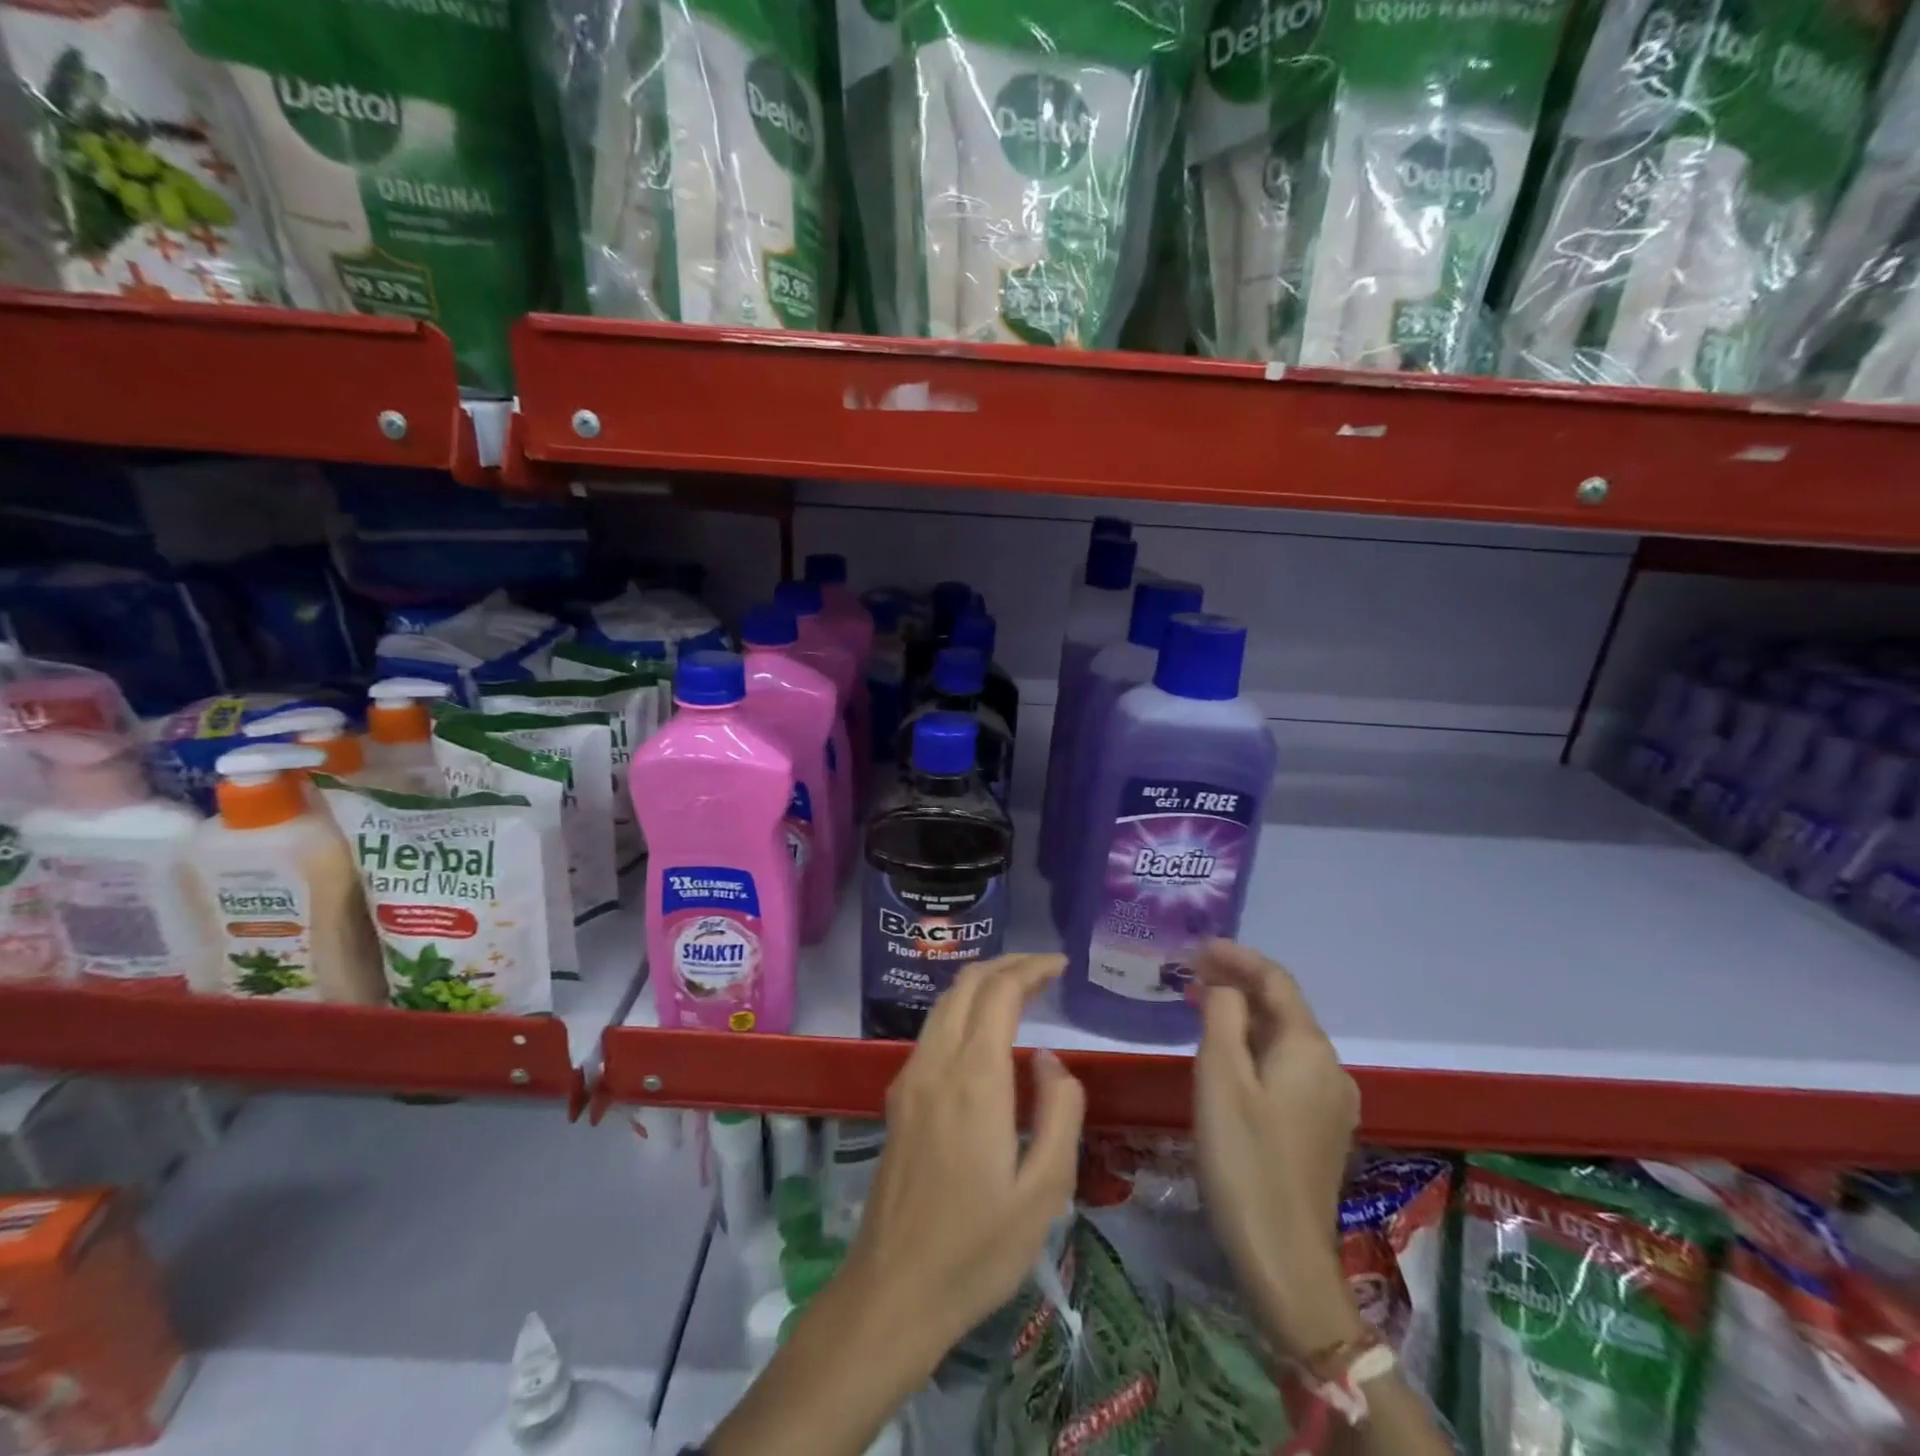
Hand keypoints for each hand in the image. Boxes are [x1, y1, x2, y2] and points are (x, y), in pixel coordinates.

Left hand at [844, 952, 1085, 1353]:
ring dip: (982, 985)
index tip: (1060, 965)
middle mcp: (936, 1063)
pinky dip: (963, 1010)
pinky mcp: (898, 1097)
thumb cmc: (977, 1247)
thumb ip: (1059, 1113)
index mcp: (974, 1078)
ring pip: (945, 1003)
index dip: (1031, 968)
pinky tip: (985, 1035)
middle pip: (967, 984)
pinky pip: (933, 1030)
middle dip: (1007, 965)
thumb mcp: (1045, 1191)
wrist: (894, 1290)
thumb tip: (1049, 1060)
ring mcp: (910, 1078)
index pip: (999, 992)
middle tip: (1044, 970)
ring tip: (1021, 992)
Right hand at [1192, 939, 1364, 1360]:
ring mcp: (1331, 1100)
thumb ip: (1221, 1015)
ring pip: (1284, 1038)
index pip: (1275, 979)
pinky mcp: (1321, 1127)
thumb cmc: (1243, 1157)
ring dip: (1244, 1014)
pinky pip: (1287, 1066)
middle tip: (1189, 973)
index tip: (1195, 946)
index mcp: (1309, 1047)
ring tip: (1200, 1005)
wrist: (1283, 1256)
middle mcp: (1330, 1066)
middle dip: (1237, 983)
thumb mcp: (1219, 1076)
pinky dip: (1255, 1047)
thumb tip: (1224, 986)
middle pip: (1283, 1007)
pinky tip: (1227, 1056)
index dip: (1236, 956)